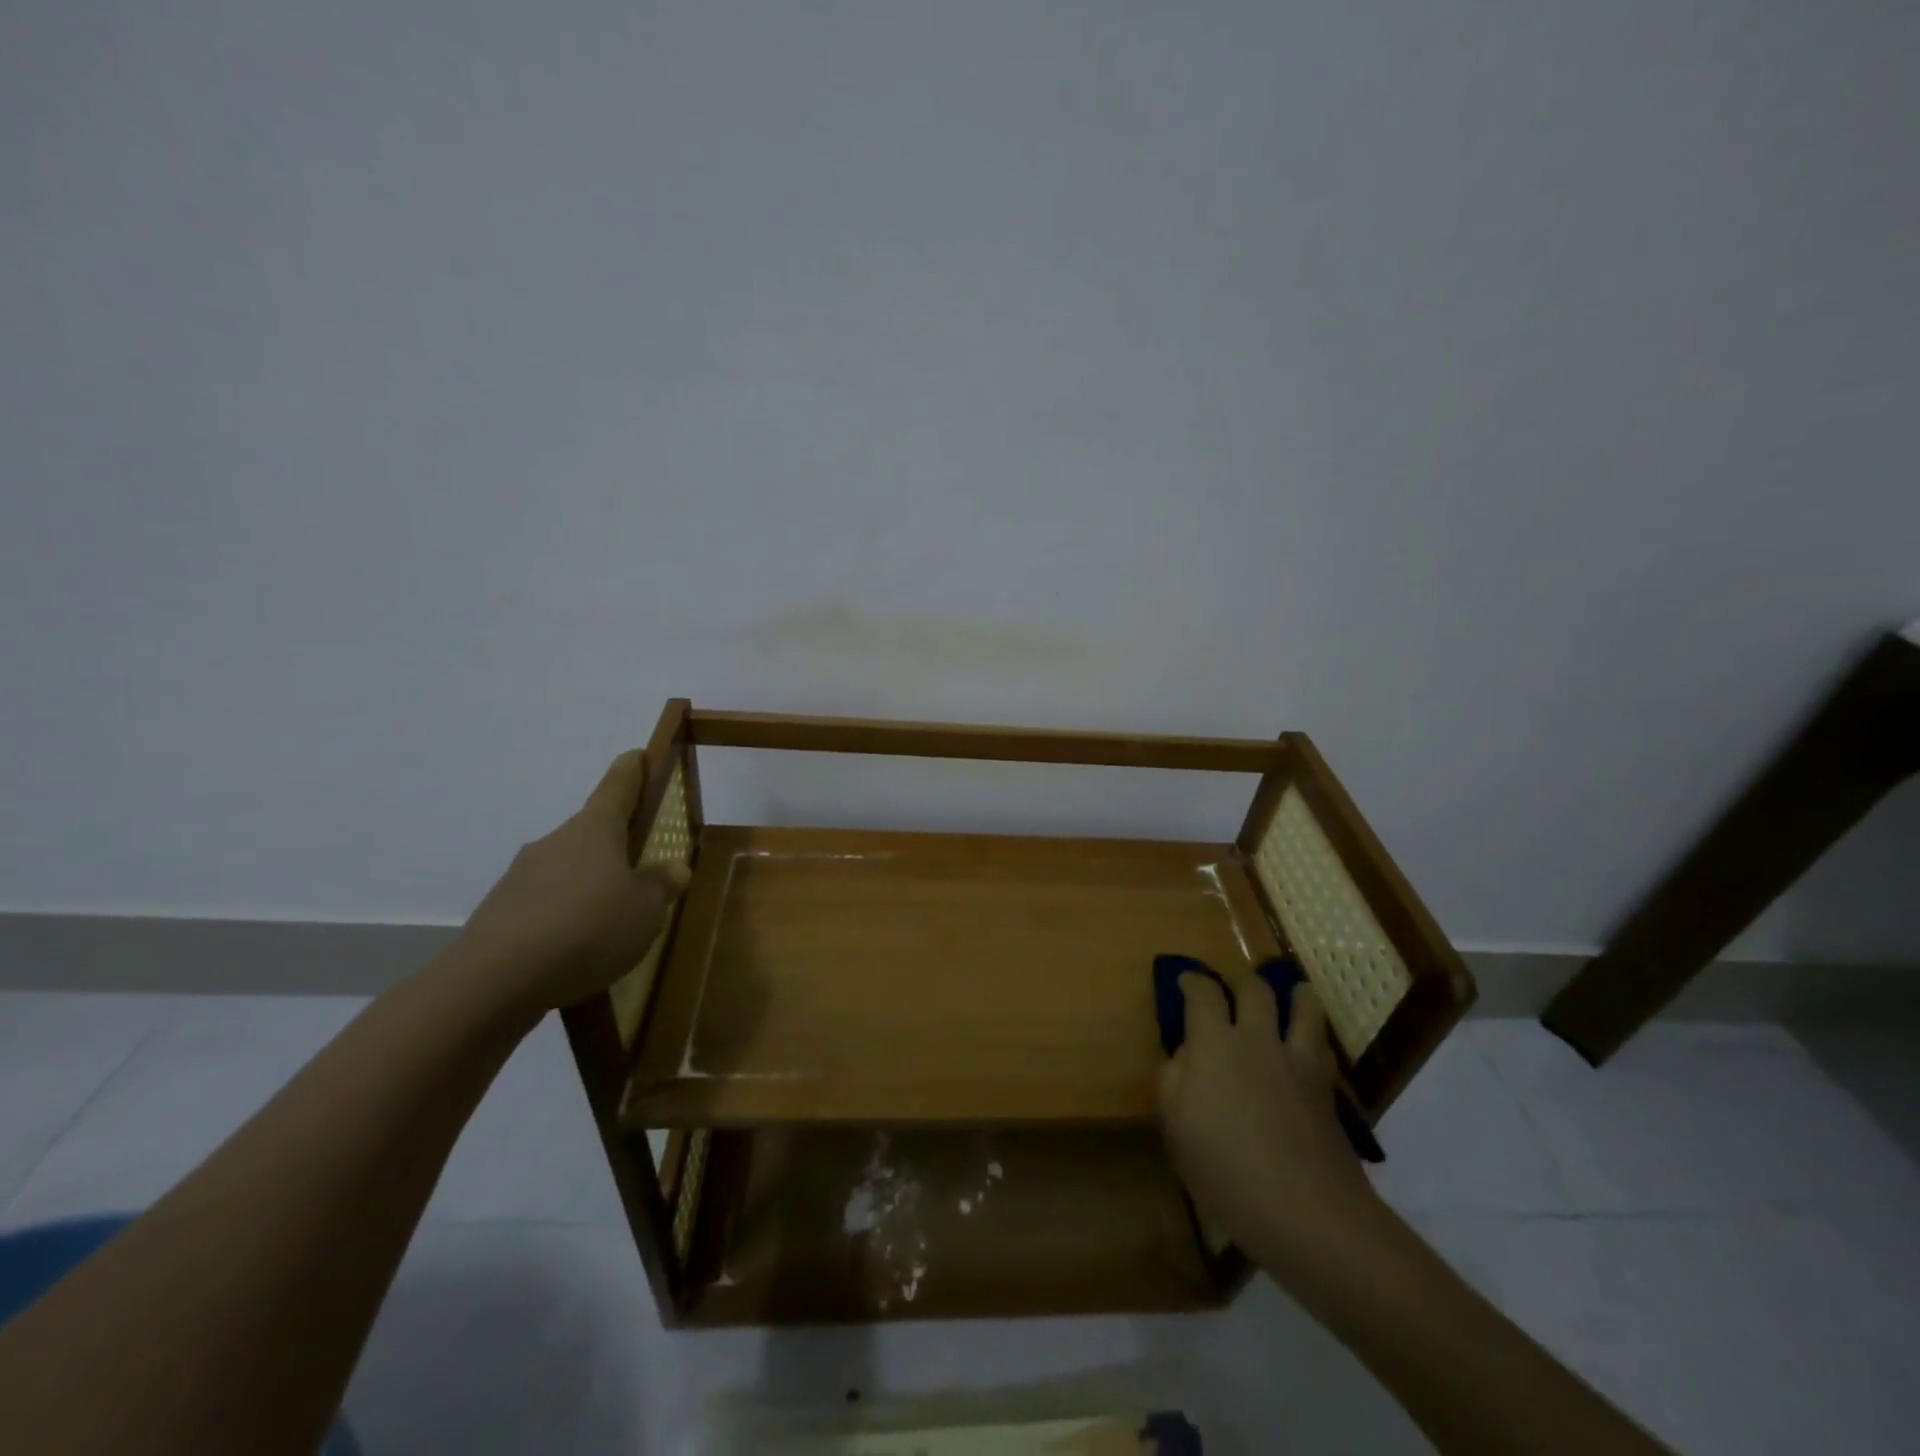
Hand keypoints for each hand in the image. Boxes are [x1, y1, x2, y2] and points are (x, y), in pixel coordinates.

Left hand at [455, 750, 690, 1015]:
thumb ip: (661, 886)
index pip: (617, 787)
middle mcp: (555, 842)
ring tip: (613, 924)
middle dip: (616, 847)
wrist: (495, 980)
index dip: (631, 770)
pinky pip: (546, 907)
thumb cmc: (588, 928)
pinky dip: (565, 920)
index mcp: (594, 830)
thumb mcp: (646, 910)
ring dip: (590, 887)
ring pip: (567, 872)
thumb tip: (672, 868)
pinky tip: (579, 952)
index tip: (638, 755)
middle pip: (592, 834)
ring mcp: (521, 878)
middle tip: (642, 870)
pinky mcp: (501, 915)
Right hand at [1157, 971, 1379, 1267]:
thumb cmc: (1227, 1172)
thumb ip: (1173, 1079)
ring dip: (1294, 994)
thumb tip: (1186, 1053)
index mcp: (1214, 1044)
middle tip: (1233, 991)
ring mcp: (1297, 1061)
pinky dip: (1314, 1033)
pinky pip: (1322, 1044)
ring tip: (1291, 993)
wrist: (1309, 1214)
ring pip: (1303, 1006)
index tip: (1186, 983)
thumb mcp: (1176, 1128)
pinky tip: (1310, 1042)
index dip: (1192, 981)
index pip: (1203, 992)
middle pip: (1254, 989)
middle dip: (1240, 982)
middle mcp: (1257, 1039)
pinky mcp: (1326, 1087)